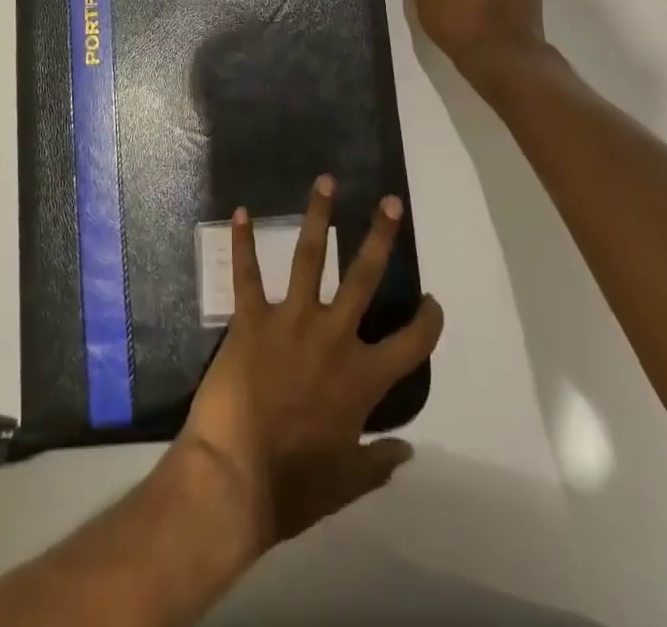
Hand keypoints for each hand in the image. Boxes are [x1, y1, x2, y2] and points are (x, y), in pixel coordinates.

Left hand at [179, 176, 443, 549]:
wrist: (233, 479)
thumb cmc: (293, 487)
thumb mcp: (346, 484)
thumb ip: (379, 463)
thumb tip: (409, 452)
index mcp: (362, 378)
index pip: (411, 344)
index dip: (428, 322)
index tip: (432, 302)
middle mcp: (334, 337)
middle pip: (365, 277)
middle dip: (381, 237)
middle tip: (391, 203)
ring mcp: (291, 320)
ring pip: (309, 257)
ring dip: (318, 216)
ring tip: (326, 180)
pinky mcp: (251, 318)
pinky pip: (246, 274)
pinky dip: (242, 242)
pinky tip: (240, 211)